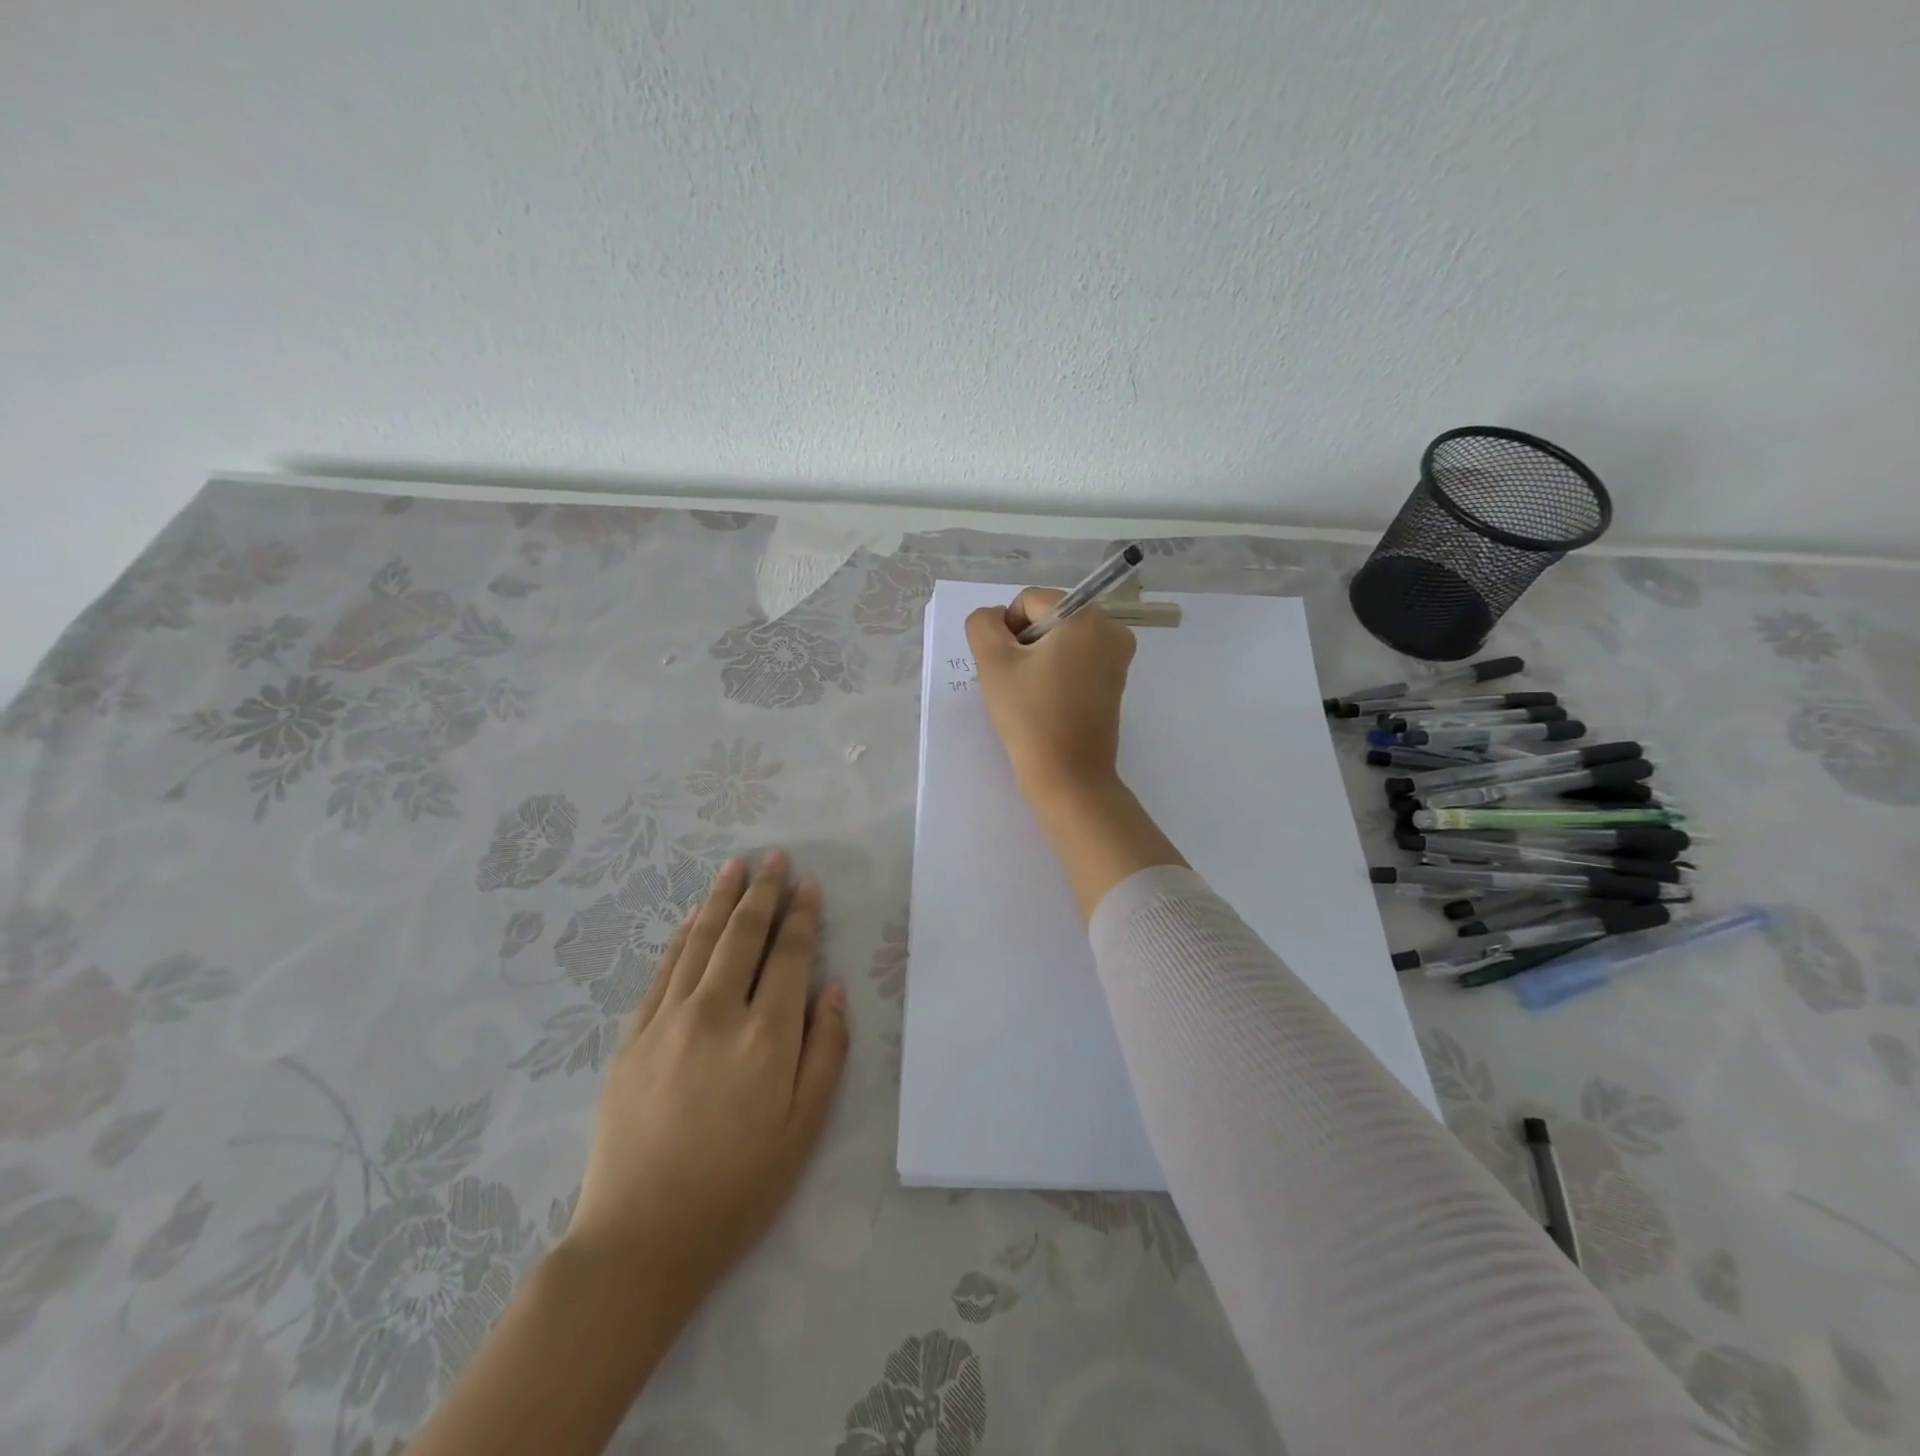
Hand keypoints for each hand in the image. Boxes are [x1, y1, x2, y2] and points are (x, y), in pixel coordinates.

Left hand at [563, 849, 848, 1319]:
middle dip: (763, 891)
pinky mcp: (634, 1037)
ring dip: (722, 900)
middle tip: (774, 856)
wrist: (640, 1239)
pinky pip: (663, 970)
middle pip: (744, 935)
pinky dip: (682, 936)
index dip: (802, 916)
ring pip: (701, 942)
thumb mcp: (805, 1127)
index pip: (790, 955)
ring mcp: (669, 1020)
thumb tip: (833, 988)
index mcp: (767, 1035)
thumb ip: (827, 1050)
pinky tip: (694, 916)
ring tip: (735, 866)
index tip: (808, 885)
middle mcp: (718, 1012)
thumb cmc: (738, 1187)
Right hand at [966, 586, 1138, 805]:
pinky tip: (1046, 701)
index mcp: (1087, 617)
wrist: (1068, 776)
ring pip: (1061, 640)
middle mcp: (1111, 629)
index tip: (1006, 667)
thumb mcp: (993, 663)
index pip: (1030, 601)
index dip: (1007, 629)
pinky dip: (1056, 672)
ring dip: (1037, 659)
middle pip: (1049, 618)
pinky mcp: (1116, 681)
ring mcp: (1118, 657)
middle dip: (1024, 643)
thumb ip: (983, 625)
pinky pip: (1076, 660)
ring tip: (1030, 694)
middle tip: (1016, 683)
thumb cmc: (1030, 717)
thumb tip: (995, 618)